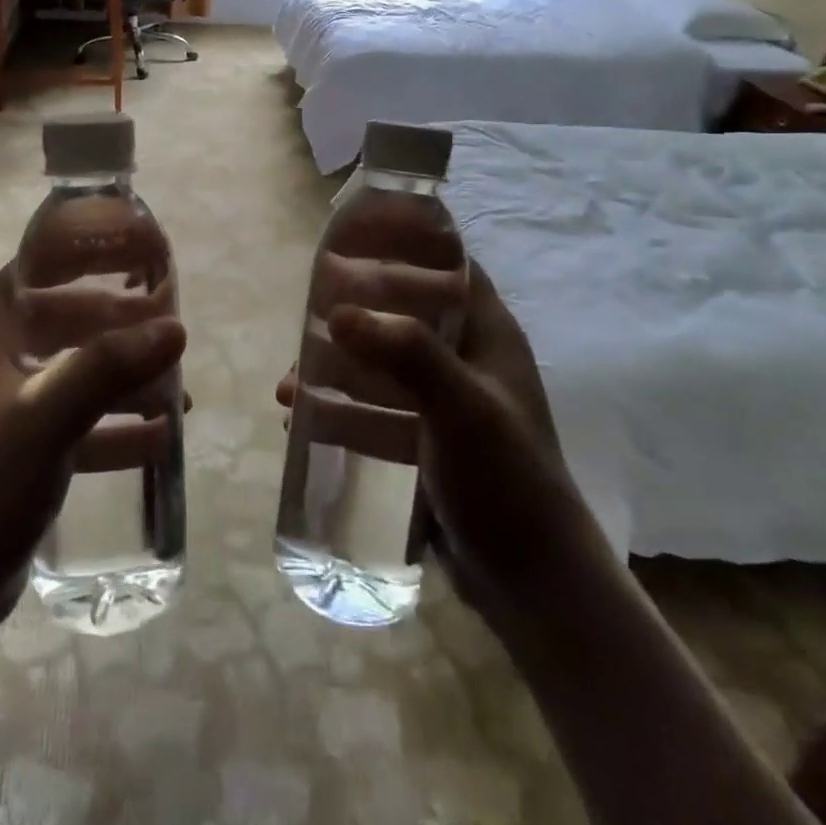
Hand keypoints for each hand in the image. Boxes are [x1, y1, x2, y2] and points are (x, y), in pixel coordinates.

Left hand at [0, 265, 184, 725]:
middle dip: (117, 322)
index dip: (84, 254)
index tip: (136, 251)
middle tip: (170, 324)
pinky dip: (115, 427)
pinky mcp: (22, 454)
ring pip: (76, 374)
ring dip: (123, 377)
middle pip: (64, 321)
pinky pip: (78, 425)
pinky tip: (160, 438)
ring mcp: (8, 410)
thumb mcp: (46, 418)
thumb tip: (175, 327)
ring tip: (177, 385)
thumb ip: (109, 367)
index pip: (37, 269)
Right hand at [278, 261, 590, 610]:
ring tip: (292, 382)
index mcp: (487, 336)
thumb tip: (337, 313)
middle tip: (306, 315)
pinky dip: (342, 411)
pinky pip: (376, 412)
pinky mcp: (426, 444)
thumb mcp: (462, 408)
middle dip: (355, 313)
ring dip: (338, 368)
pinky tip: (304, 422)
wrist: (534, 584)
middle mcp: (466, 361)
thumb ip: (406, 354)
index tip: (354, 240)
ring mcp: (445, 404)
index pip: (448, 269)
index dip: (408, 246)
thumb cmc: (507, 482)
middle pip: (404, 315)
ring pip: (382, 367)